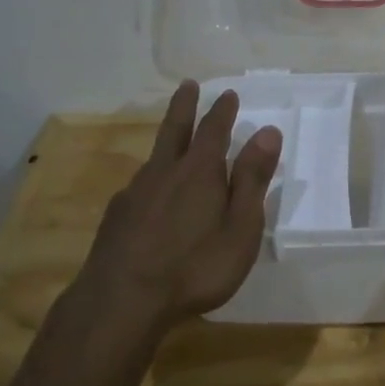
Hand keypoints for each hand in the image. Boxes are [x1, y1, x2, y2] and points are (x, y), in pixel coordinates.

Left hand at [81, 82, 282, 326]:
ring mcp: (135, 193)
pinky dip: (151, 178)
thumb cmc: (195, 267)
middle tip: (188, 85)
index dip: (222, 111)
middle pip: (175, 129)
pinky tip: (150, 195)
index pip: (214, 130)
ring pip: (154, 157)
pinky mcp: (116, 217)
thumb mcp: (240, 227)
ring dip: (167, 142)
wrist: (121, 301)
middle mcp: (164, 172)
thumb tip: (268, 132)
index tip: (228, 94)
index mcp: (200, 171)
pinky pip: (139, 186)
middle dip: (185, 106)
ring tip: (174, 141)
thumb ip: (252, 179)